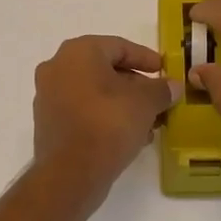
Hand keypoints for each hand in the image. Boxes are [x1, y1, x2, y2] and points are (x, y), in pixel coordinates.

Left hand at [33, 36, 181, 207]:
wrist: (70, 174)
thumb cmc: (108, 124)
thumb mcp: (145, 103)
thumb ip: (161, 90)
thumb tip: (173, 86)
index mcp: (78, 52)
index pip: (118, 46)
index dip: (145, 58)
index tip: (164, 70)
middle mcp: (57, 67)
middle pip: (105, 69)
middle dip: (135, 85)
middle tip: (158, 98)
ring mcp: (48, 96)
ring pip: (94, 92)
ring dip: (122, 103)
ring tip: (149, 122)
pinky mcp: (48, 123)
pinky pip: (82, 111)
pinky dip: (105, 117)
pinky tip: (129, 136)